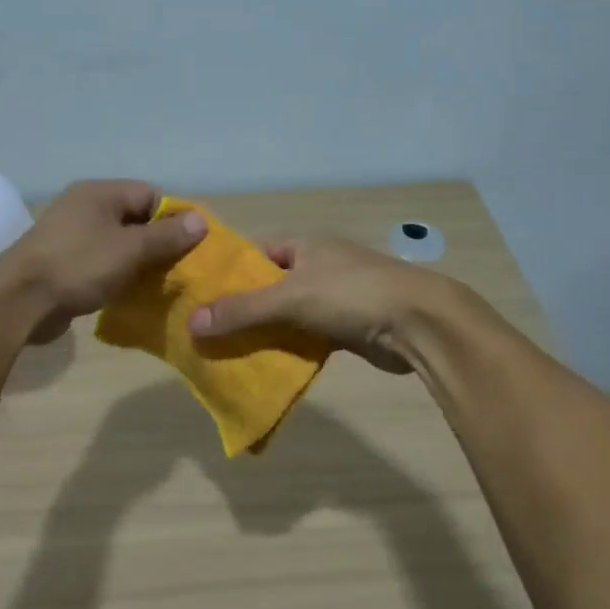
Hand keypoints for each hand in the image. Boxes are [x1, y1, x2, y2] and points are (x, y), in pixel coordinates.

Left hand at [0, 181, 206, 340]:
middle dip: (158, 243)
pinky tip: (130, 293)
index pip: (150, 194)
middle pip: (134, 219)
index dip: (174, 218)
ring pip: (117, 244)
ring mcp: (71, 236)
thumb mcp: (130, 249)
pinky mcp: (63, 263)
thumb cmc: (79, 266)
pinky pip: (100, 263)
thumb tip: (200, 220)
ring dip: (138, 263)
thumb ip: (166, 236)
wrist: (21, 300)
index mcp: (100, 193)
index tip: (191, 246)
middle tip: (179, 269)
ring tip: (159, 284)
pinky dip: (117, 275)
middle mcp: (84, 208)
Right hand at [187, 237, 434, 372]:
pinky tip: (262, 363)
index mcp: (303, 245)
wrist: (418, 323)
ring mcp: (331, 297)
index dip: (227, 271)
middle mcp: (315, 266)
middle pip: (266, 286)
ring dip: (261, 331)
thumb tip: (191, 323)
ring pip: (284, 314)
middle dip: (239, 307)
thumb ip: (241, 310)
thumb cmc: (351, 294)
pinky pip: (303, 335)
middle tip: (204, 330)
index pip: (254, 252)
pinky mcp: (343, 327)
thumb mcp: (289, 298)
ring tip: (224, 350)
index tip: (197, 294)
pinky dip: (285, 347)